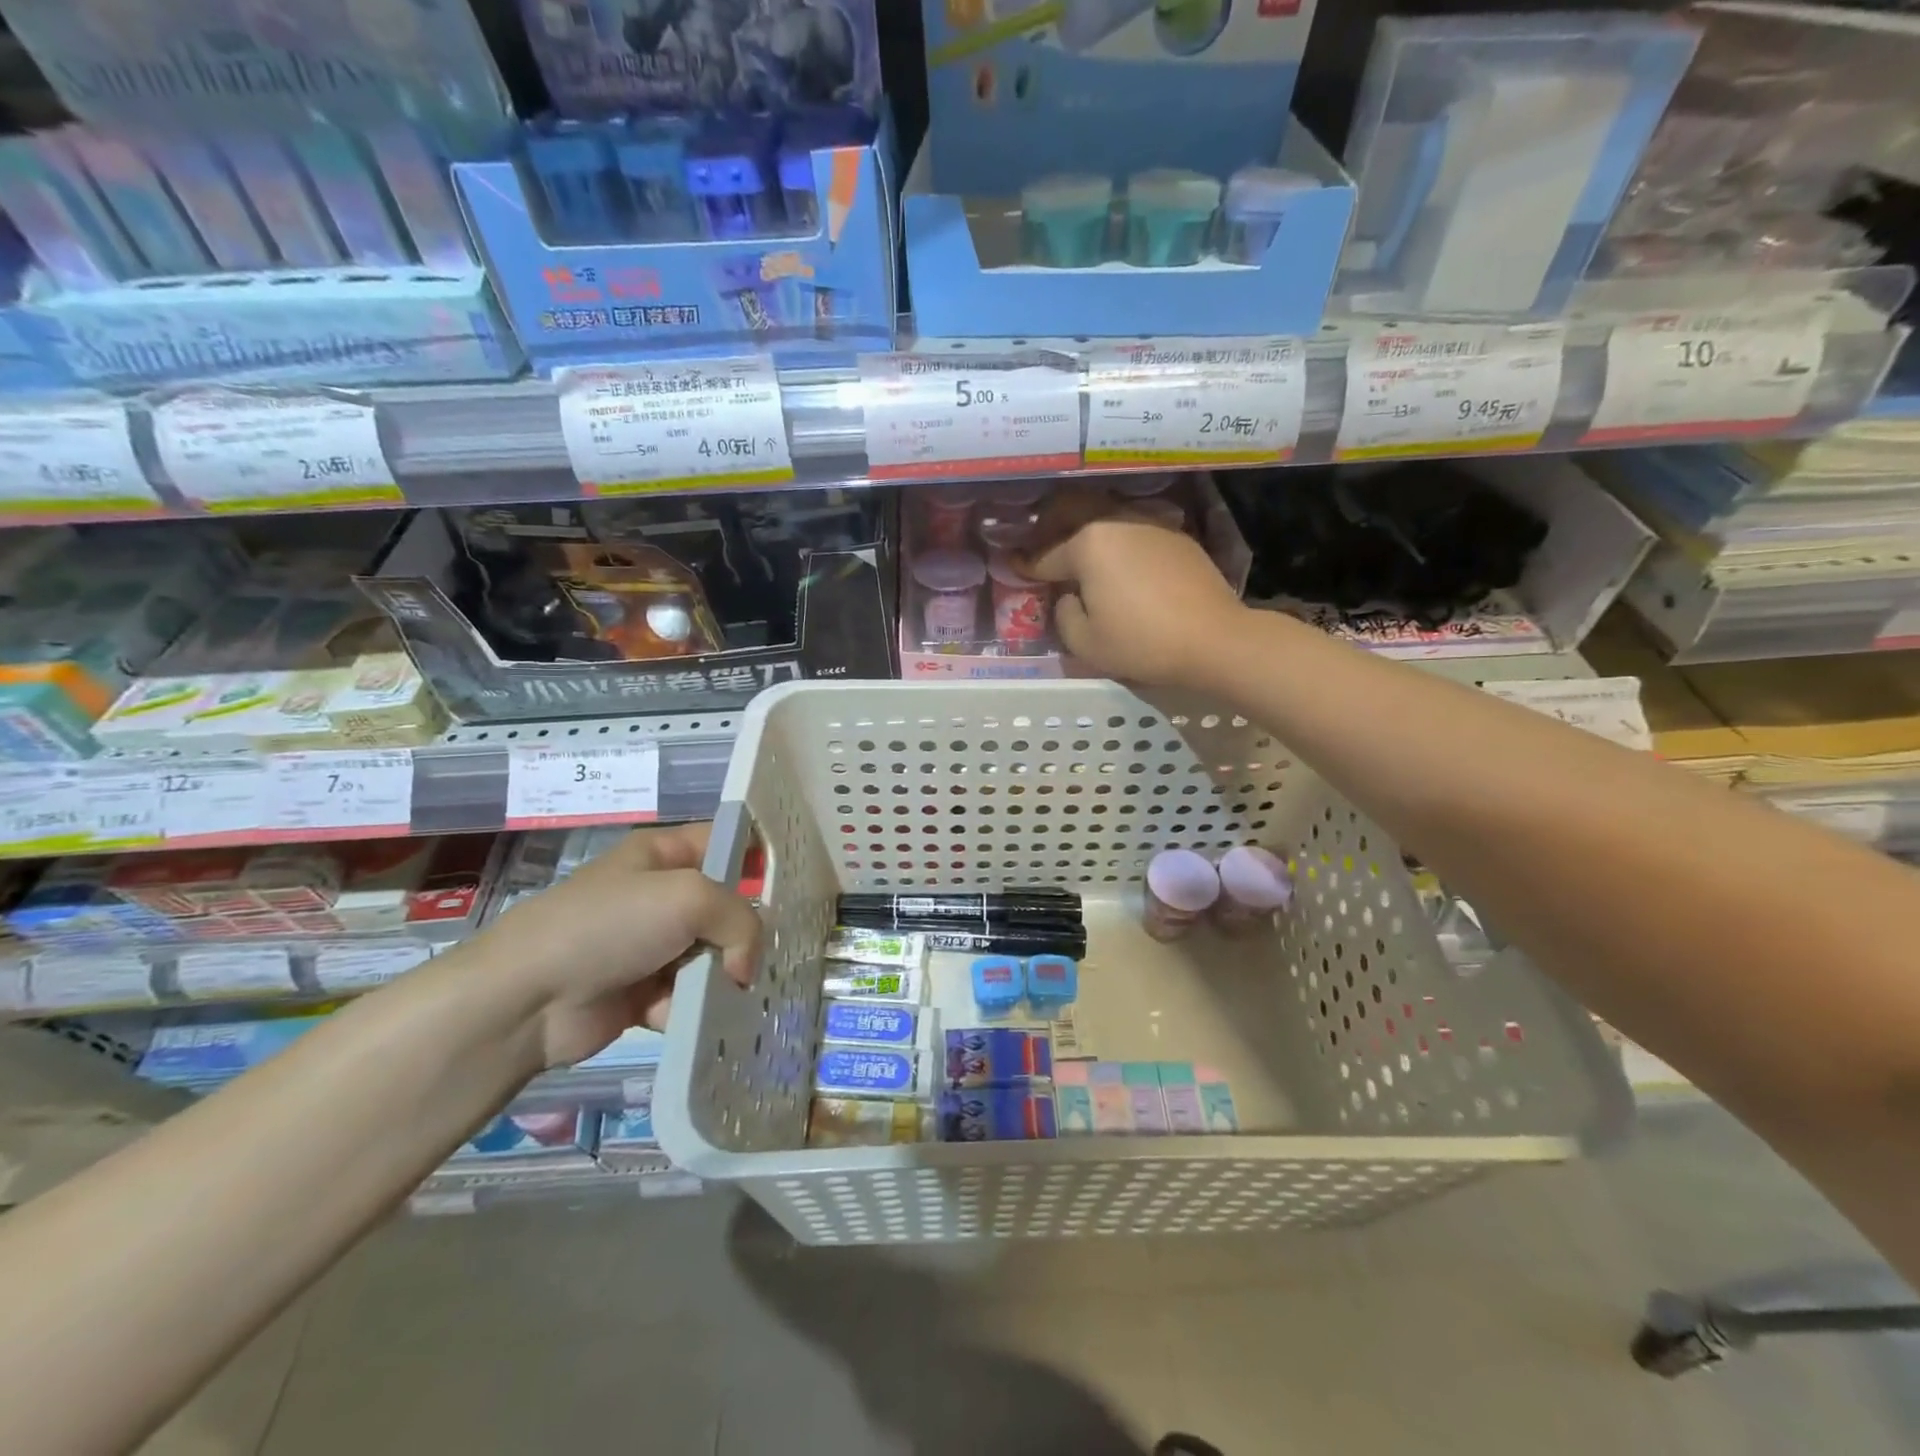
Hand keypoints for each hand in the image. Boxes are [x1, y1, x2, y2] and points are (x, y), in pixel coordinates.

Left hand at [481, 824, 761, 1066]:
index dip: (763, 856)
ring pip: (713, 954)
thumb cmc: (610, 925)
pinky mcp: (643, 991)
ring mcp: (651, 944)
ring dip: (725, 976)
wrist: (528, 998)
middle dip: (750, 931)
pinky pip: (688, 995)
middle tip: (777, 951)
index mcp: (666, 853)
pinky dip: (695, 1008)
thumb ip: (740, 920)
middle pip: (727, 905)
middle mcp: (661, 895)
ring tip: (737, 993)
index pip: (728, 841)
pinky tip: (698, 1019)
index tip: (801, 882)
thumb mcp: (688, 897)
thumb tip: (744, 967)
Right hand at [1022, 488, 1248, 688]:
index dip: (1024, 565)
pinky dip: (1119, 544)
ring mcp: (1150, 525)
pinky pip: (1135, 533)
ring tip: (1078, 553)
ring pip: (1106, 521)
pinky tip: (1120, 563)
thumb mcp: (1085, 642)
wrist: (1215, 639)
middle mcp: (1116, 522)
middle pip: (1073, 516)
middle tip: (1040, 545)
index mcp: (1088, 544)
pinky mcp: (1177, 537)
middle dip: (1050, 527)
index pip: (1045, 555)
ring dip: (1087, 533)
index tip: (1010, 564)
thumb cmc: (1142, 642)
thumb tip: (1069, 598)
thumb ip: (1064, 615)